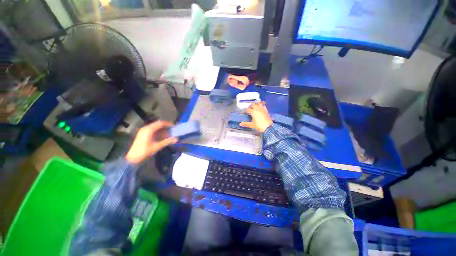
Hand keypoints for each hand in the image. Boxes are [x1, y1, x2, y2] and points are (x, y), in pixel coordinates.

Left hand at [126, 121, 177, 163]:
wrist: (133, 158)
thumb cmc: (145, 151)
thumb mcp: (157, 146)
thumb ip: (167, 141)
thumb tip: (176, 139)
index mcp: (149, 129)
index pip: (161, 123)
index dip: (168, 124)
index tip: (174, 127)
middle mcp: (146, 128)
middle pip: (158, 124)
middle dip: (166, 127)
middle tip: (172, 130)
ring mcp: (143, 131)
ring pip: (155, 127)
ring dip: (162, 130)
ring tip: (168, 134)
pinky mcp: (143, 134)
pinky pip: (152, 130)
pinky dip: (158, 132)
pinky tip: (162, 136)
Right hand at [240, 101, 272, 132]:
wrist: (268, 127)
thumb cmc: (260, 126)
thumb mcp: (251, 125)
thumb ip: (245, 124)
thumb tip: (241, 124)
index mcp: (253, 112)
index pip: (247, 109)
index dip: (245, 110)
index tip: (244, 112)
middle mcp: (257, 109)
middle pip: (252, 104)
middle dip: (250, 106)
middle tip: (248, 108)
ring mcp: (262, 109)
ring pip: (258, 103)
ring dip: (256, 104)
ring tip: (254, 106)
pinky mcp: (266, 111)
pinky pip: (263, 106)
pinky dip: (261, 105)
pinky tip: (260, 107)